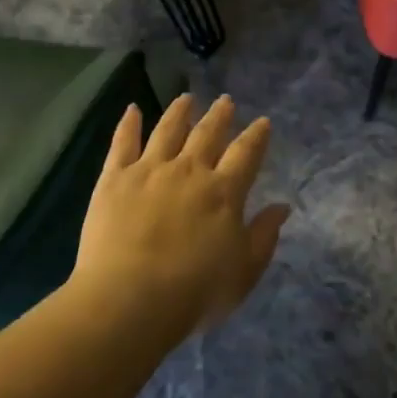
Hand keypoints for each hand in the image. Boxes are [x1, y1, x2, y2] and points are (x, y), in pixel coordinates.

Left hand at [72, 94, 289, 341]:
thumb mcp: (244, 271)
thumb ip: (264, 235)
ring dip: (179, 112)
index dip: (256, 136)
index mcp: (224, 192)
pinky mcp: (114, 178)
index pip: (246, 154)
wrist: (130, 299)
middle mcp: (189, 170)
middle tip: (225, 100)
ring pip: (167, 130)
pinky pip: (122, 143)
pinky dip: (128, 123)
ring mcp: (149, 170)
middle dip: (220, 115)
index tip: (262, 121)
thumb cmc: (195, 292)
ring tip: (186, 98)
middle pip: (207, 134)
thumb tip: (282, 206)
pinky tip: (132, 109)